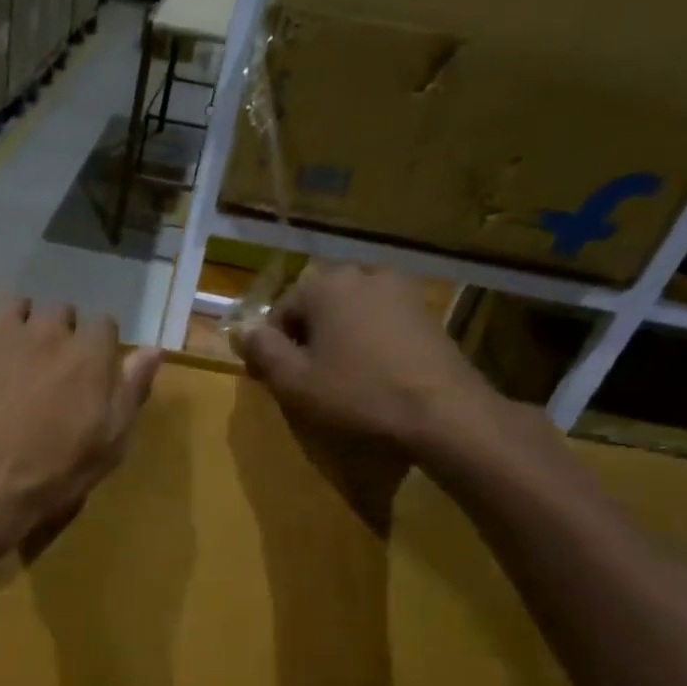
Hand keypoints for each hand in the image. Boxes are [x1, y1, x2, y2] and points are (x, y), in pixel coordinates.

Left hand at [0, 297, 160, 554]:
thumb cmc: (53, 475)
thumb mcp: (110, 443)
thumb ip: (131, 390)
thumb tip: (153, 349)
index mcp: (87, 353)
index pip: (103, 326)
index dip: (98, 347)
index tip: (91, 371)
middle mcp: (43, 331)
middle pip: (58, 310)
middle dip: (57, 331)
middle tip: (48, 367)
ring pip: (9, 303)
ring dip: (13, 319)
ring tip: (6, 347)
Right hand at [232, 265, 501, 465]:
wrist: (442, 411)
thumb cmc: (358, 394)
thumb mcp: (294, 381)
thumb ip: (263, 350)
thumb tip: (245, 330)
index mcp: (325, 284)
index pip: (280, 310)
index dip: (272, 347)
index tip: (274, 380)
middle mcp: (363, 274)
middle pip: (317, 307)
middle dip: (307, 339)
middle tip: (306, 380)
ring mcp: (401, 290)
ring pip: (350, 314)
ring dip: (338, 340)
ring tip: (340, 379)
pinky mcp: (427, 312)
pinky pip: (381, 323)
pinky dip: (369, 343)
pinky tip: (373, 375)